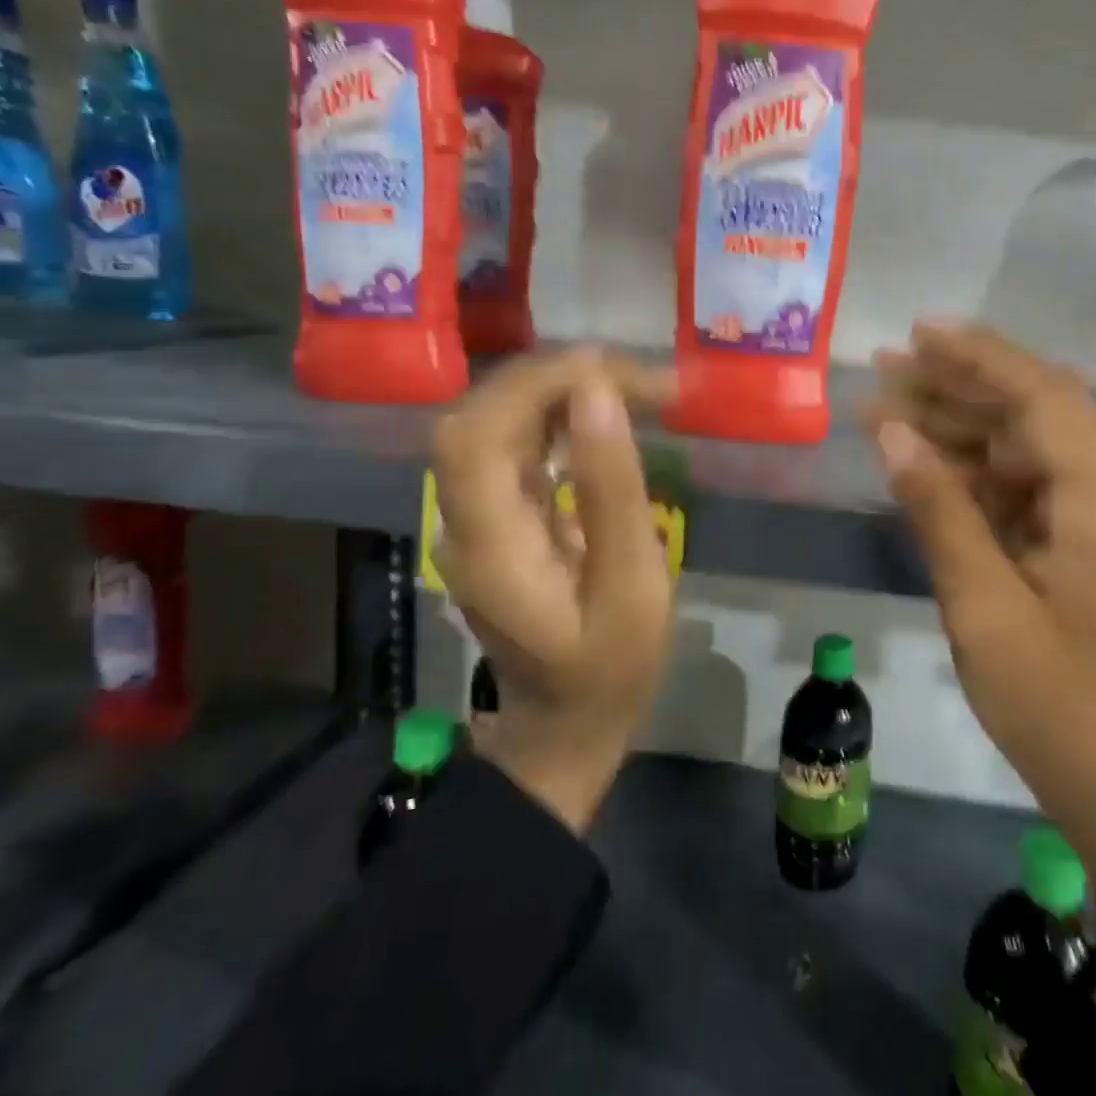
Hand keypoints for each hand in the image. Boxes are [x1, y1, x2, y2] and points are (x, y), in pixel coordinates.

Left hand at [431, 349, 674, 833]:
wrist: (564, 723)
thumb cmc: (610, 666)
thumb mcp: (632, 586)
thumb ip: (612, 490)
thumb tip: (599, 394)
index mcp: (489, 545)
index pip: (475, 434)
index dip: (532, 386)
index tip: (610, 372)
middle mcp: (462, 521)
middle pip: (478, 417)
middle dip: (552, 379)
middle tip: (634, 376)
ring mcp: (471, 518)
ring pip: (492, 423)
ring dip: (557, 391)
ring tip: (631, 386)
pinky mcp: (493, 516)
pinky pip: (511, 444)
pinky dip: (555, 415)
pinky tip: (601, 414)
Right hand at [869, 322, 1095, 927]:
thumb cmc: (1056, 711)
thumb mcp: (983, 609)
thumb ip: (940, 510)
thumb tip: (891, 432)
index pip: (1044, 399)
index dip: (980, 357)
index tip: (919, 332)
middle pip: (1036, 415)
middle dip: (959, 387)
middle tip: (886, 367)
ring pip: (1030, 450)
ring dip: (962, 428)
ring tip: (887, 407)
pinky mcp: (1095, 546)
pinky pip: (1032, 490)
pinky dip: (979, 474)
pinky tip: (925, 462)